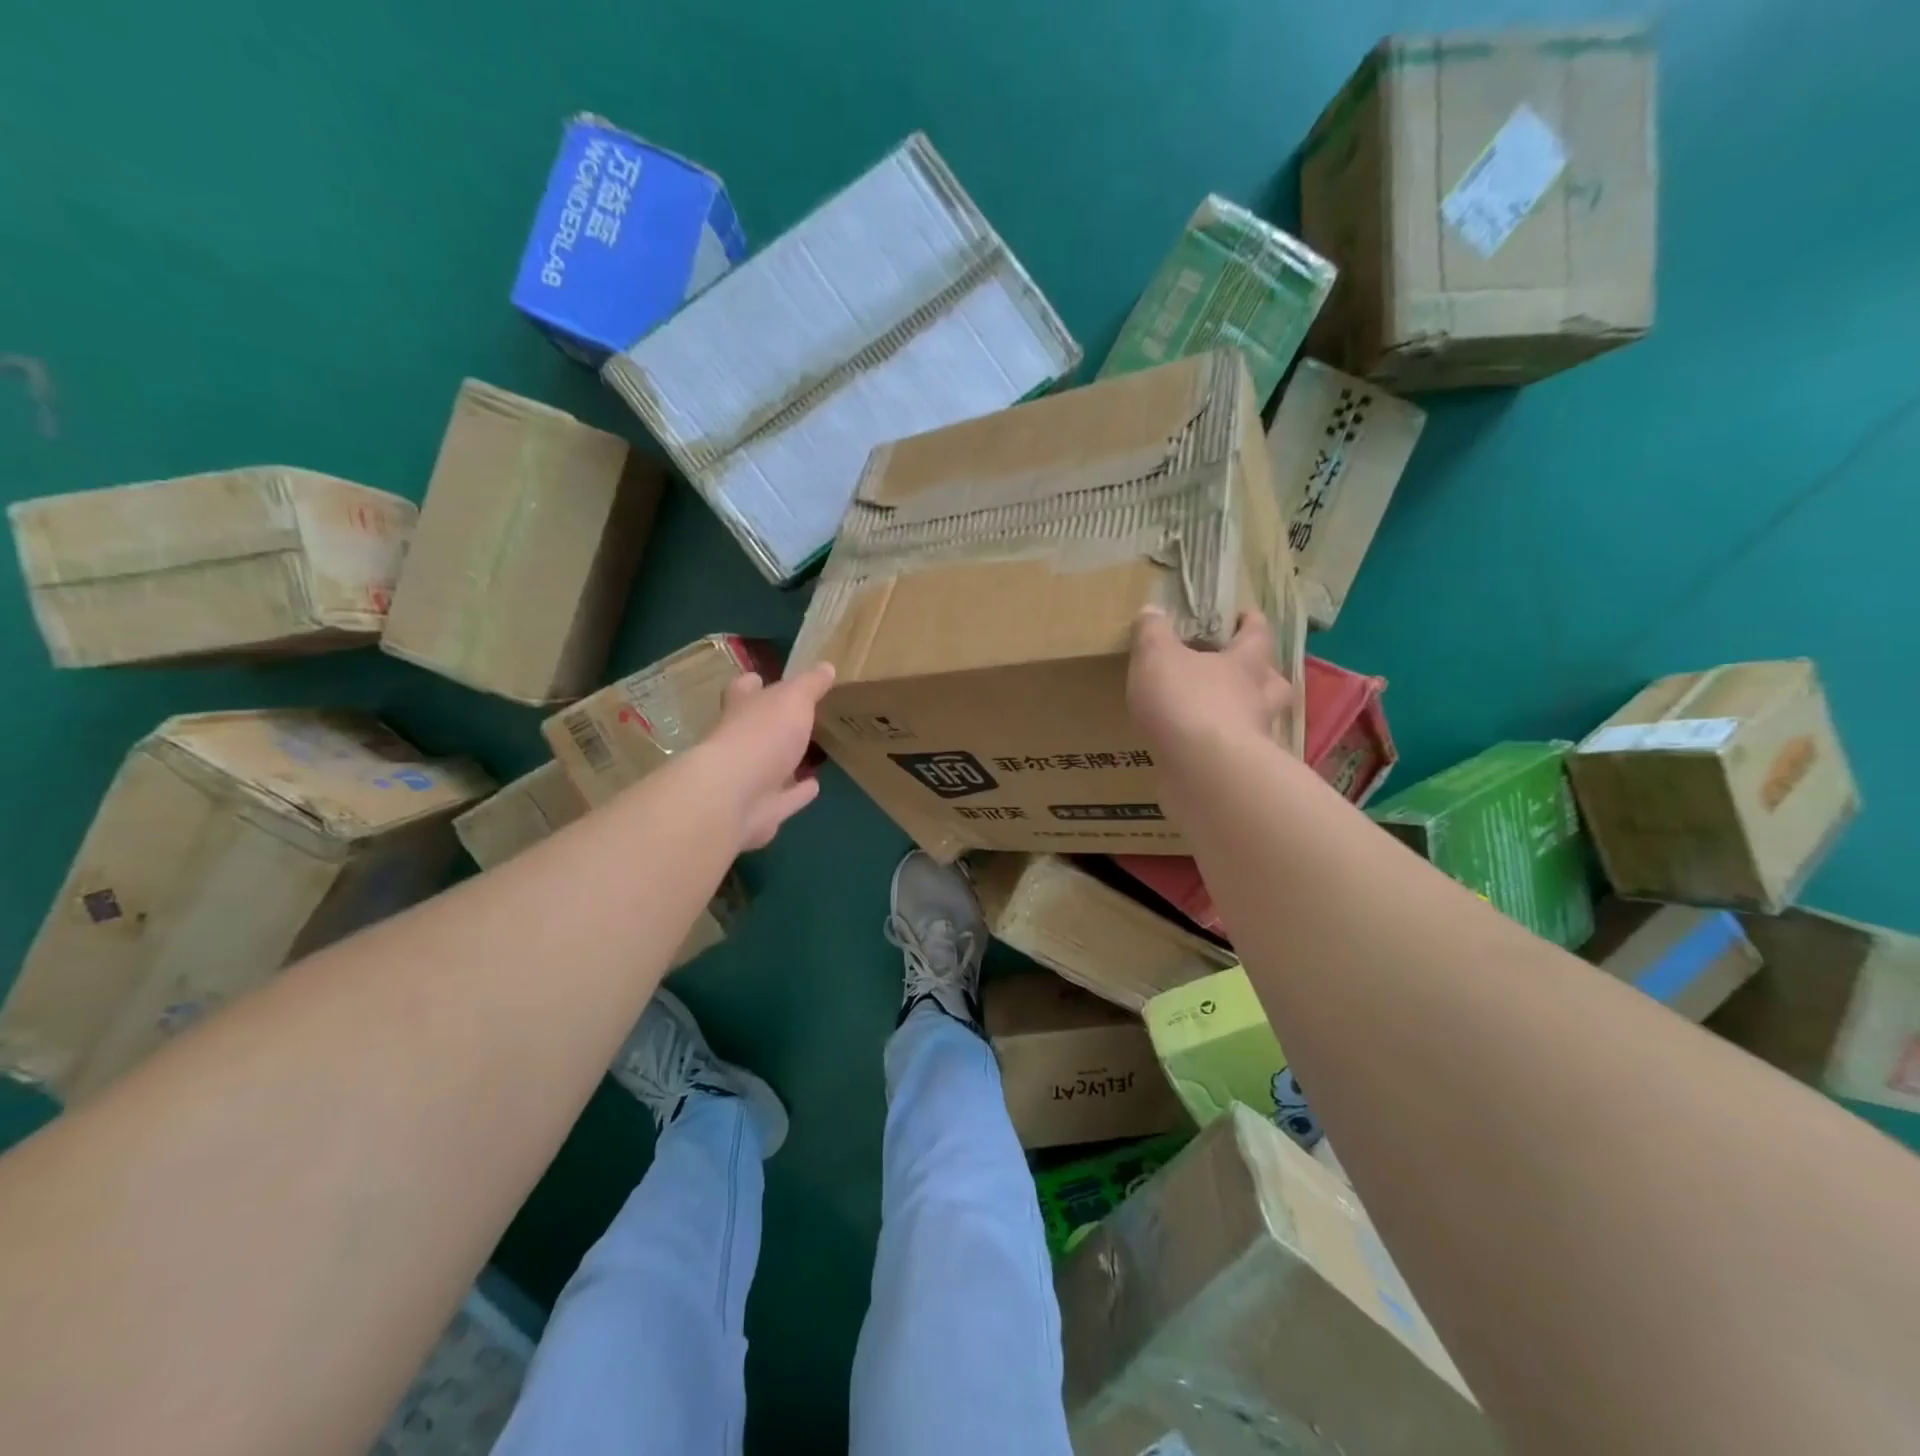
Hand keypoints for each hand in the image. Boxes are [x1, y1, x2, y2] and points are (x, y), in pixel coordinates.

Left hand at [699, 663, 835, 848]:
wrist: (735, 796)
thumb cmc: (762, 735)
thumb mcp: (793, 699)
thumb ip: (810, 684)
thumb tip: (826, 666)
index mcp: (741, 710)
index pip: (742, 690)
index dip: (753, 684)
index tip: (763, 679)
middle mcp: (739, 742)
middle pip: (756, 729)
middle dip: (774, 725)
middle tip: (803, 719)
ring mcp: (748, 779)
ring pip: (771, 766)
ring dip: (788, 762)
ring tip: (814, 753)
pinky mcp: (761, 810)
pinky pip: (784, 798)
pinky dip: (798, 792)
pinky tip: (814, 785)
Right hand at [1127, 607, 1292, 757]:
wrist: (1204, 771)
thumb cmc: (1186, 702)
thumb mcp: (1156, 657)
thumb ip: (1152, 633)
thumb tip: (1151, 611)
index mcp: (1244, 664)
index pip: (1256, 635)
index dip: (1250, 622)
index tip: (1244, 615)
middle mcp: (1258, 700)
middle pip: (1273, 683)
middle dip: (1261, 676)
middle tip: (1244, 674)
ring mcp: (1254, 740)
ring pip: (1258, 722)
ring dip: (1245, 718)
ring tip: (1220, 719)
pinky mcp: (1239, 774)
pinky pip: (1234, 757)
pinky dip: (1221, 754)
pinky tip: (1199, 756)